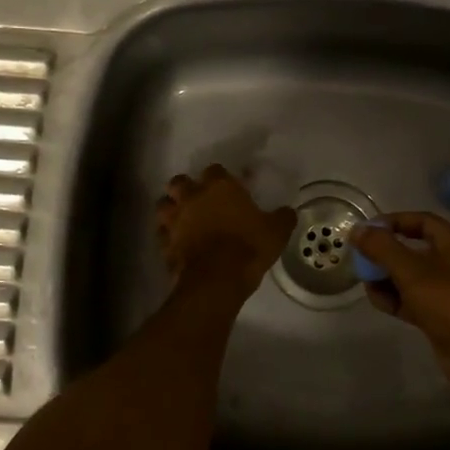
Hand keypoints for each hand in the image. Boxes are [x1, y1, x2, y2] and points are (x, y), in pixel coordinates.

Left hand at [155, 165, 295, 294]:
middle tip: (198, 199)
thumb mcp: (276, 232)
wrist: (217, 280)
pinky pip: (161, 234)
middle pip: (179, 182)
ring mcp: (175, 220)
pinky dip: (167, 236)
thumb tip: (288, 212)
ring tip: (182, 218)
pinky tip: (177, 243)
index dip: (220, 177)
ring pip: (163, 205)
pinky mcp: (165, 243)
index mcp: (220, 187)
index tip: (228, 188)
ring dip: (171, 209)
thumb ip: (282, 217)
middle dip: (185, 187)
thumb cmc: (248, 247)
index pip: (215, 170)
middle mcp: (193, 197)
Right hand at [350, 212, 449, 398]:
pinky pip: (413, 300)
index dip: (394, 222)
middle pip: (414, 249)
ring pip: (411, 277)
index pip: (422, 221)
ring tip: (364, 280)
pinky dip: (395, 298)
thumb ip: (382, 248)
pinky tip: (376, 299)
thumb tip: (357, 230)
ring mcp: (448, 292)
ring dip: (387, 277)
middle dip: (386, 252)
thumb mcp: (412, 271)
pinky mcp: (440, 317)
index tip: (367, 230)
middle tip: (360, 257)